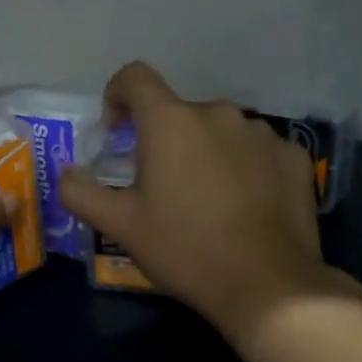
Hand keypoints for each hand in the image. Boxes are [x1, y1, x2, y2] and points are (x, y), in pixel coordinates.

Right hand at [57, 62, 361, 346]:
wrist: (268, 285)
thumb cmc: (184, 249)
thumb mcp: (119, 225)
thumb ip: (80, 192)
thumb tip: (67, 173)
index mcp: (170, 121)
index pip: (135, 77)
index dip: (117, 95)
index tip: (117, 131)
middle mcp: (218, 113)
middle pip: (178, 112)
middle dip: (162, 138)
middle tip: (159, 186)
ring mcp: (262, 132)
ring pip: (219, 130)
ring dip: (204, 151)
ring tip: (205, 198)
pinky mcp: (294, 156)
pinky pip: (256, 149)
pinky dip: (242, 166)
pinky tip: (244, 205)